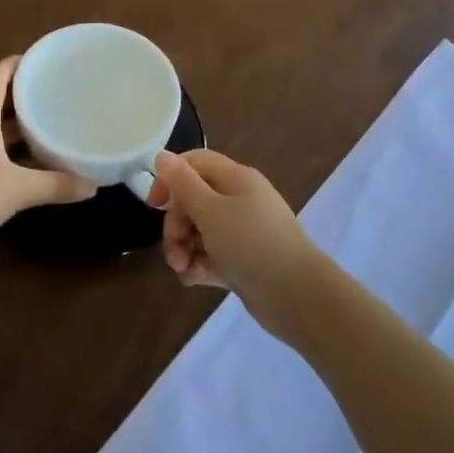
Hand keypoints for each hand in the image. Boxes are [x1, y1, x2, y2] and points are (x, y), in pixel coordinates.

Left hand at [0, 57, 93, 270]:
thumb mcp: (19, 189)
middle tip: (54, 90)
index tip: (43, 60)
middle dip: (22, 92)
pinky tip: (26, 157)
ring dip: (14, 121)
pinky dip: (5, 144)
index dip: (17, 63)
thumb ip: (57, 184)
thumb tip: (93, 185)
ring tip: (45, 119)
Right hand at [151, 149, 327, 341]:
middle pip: (193, 199)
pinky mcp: (243, 261)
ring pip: (200, 230)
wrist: (298, 297)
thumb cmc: (252, 244)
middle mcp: (239, 200)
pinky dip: (199, 265)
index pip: (195, 163)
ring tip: (183, 269)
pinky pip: (211, 255)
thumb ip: (183, 184)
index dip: (170, 178)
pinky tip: (194, 281)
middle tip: (174, 249)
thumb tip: (162, 155)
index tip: (155, 205)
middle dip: (176, 224)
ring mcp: (242, 232)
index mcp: (235, 178)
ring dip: (183, 248)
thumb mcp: (211, 211)